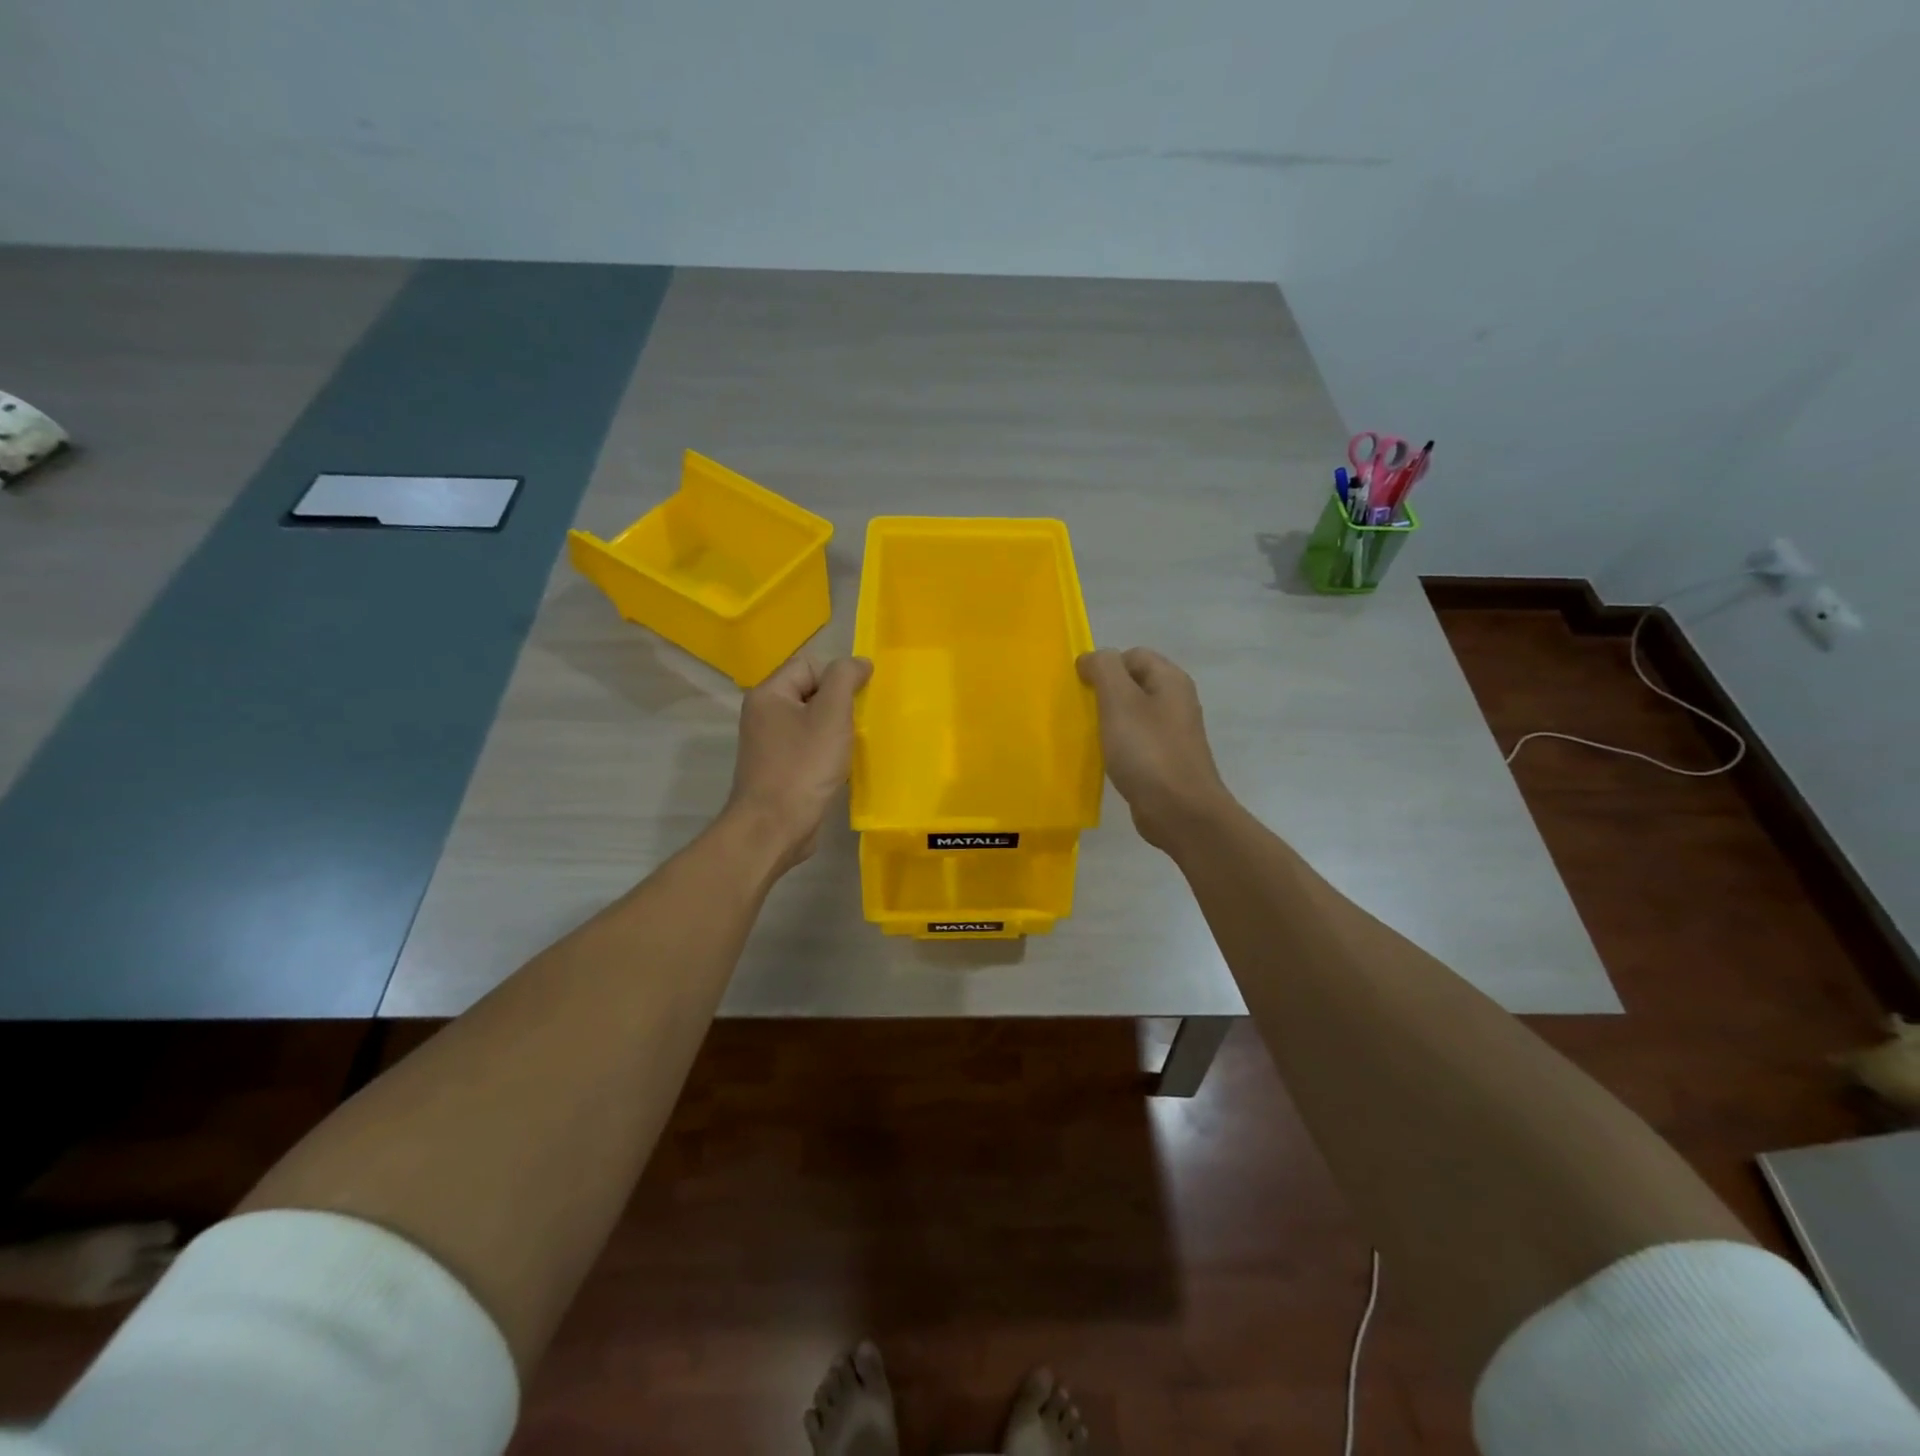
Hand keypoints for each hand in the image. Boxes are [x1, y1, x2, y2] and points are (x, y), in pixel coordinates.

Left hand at [725, 652, 872, 874]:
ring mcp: (769, 745)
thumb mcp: (831, 714)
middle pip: (810, 693)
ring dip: (835, 732)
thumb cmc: (804, 766)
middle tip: (857, 725)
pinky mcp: (778, 770)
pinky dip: (826, 754)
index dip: (837, 678)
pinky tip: (839, 768)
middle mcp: (763, 715)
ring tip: (851, 747)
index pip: (809, 665)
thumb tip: (858, 662)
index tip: (858, 702)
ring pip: (811, 723)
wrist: (775, 827)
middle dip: (838, 706)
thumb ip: (844, 679)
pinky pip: (808, 749)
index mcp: (769, 694)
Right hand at [1077, 647, 1234, 852]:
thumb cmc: (1148, 752)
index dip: (1104, 666)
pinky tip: (1108, 760)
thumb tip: (1091, 658)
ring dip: (1110, 721)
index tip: (1082, 690)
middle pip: (1133, 683)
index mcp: (1170, 680)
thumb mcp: (1119, 701)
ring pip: (1134, 714)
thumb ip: (1103, 669)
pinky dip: (1120, 746)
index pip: (1132, 655)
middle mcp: (1177, 701)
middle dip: (1105, 694)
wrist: (1181, 812)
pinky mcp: (1167, 760)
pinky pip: (1138, 741)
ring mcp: (1174, 733)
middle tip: (1084, 713)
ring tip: (1091, 737)